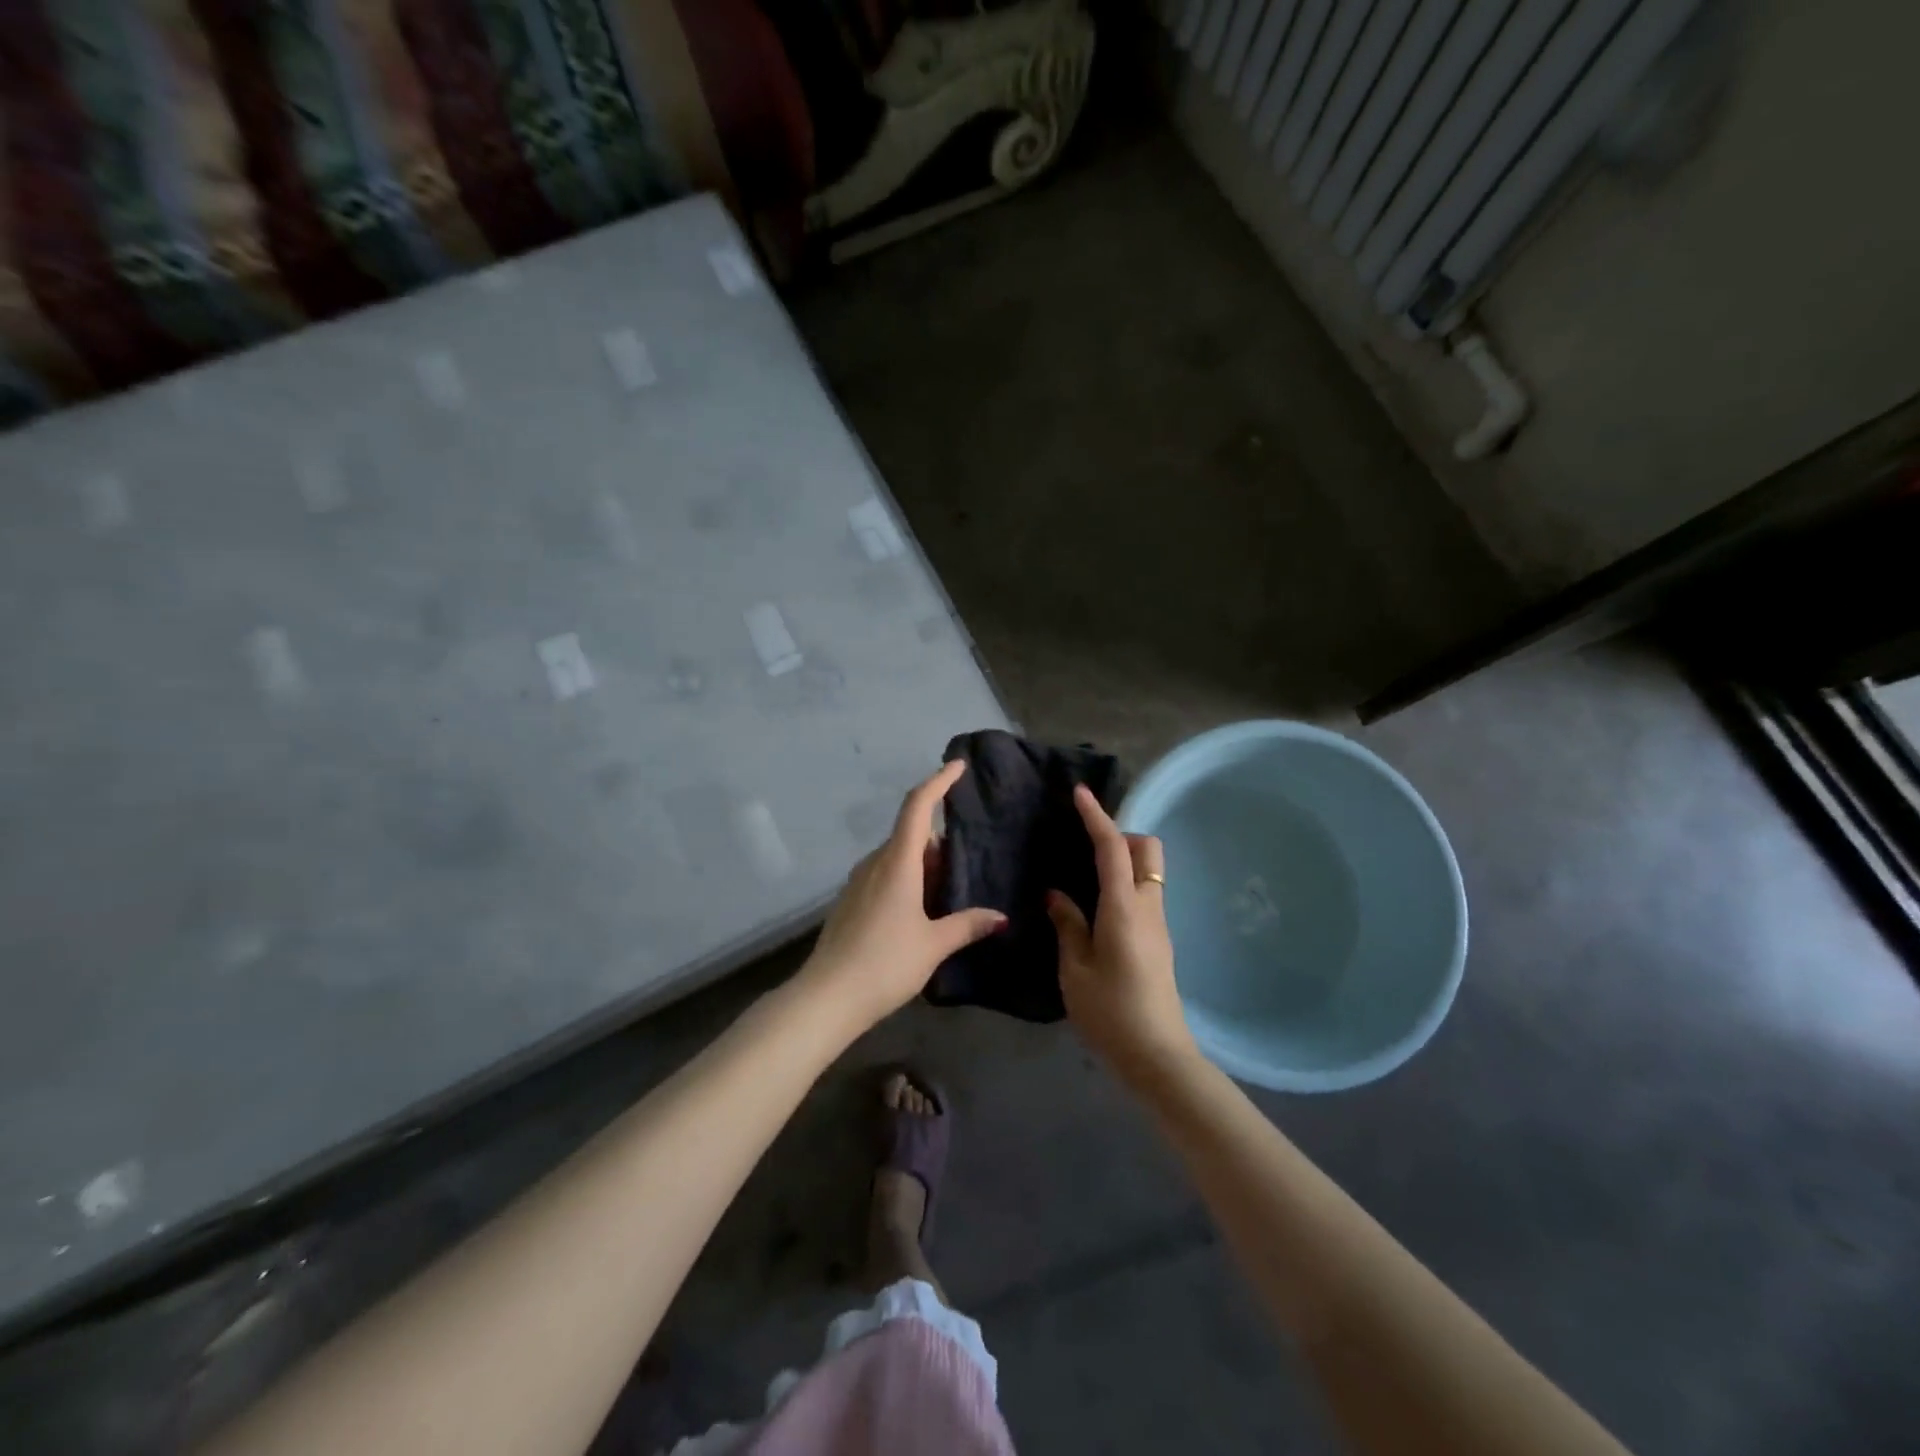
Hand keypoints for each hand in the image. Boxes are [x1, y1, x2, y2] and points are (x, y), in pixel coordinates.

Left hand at [798, 760, 1006, 1031]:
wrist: (826, 997)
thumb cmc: (885, 963)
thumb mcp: (933, 945)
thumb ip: (967, 925)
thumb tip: (999, 917)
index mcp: (897, 862)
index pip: (918, 807)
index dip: (938, 782)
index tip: (957, 766)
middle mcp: (875, 863)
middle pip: (911, 835)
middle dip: (940, 844)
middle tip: (968, 867)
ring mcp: (858, 882)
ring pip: (898, 857)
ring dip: (924, 866)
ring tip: (949, 894)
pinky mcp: (850, 901)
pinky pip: (885, 876)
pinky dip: (907, 881)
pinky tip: (920, 913)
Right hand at [1048, 785, 1198, 1086]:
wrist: (1158, 1056)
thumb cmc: (1110, 1013)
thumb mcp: (1075, 970)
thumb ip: (1067, 925)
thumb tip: (1057, 894)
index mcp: (1124, 908)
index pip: (1112, 848)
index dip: (1097, 817)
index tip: (1080, 794)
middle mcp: (1148, 907)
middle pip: (1147, 850)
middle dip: (1121, 836)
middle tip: (1085, 850)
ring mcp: (1159, 924)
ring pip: (1150, 872)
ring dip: (1124, 861)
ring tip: (1085, 877)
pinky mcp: (1160, 940)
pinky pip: (1145, 894)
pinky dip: (1125, 884)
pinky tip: (1097, 908)